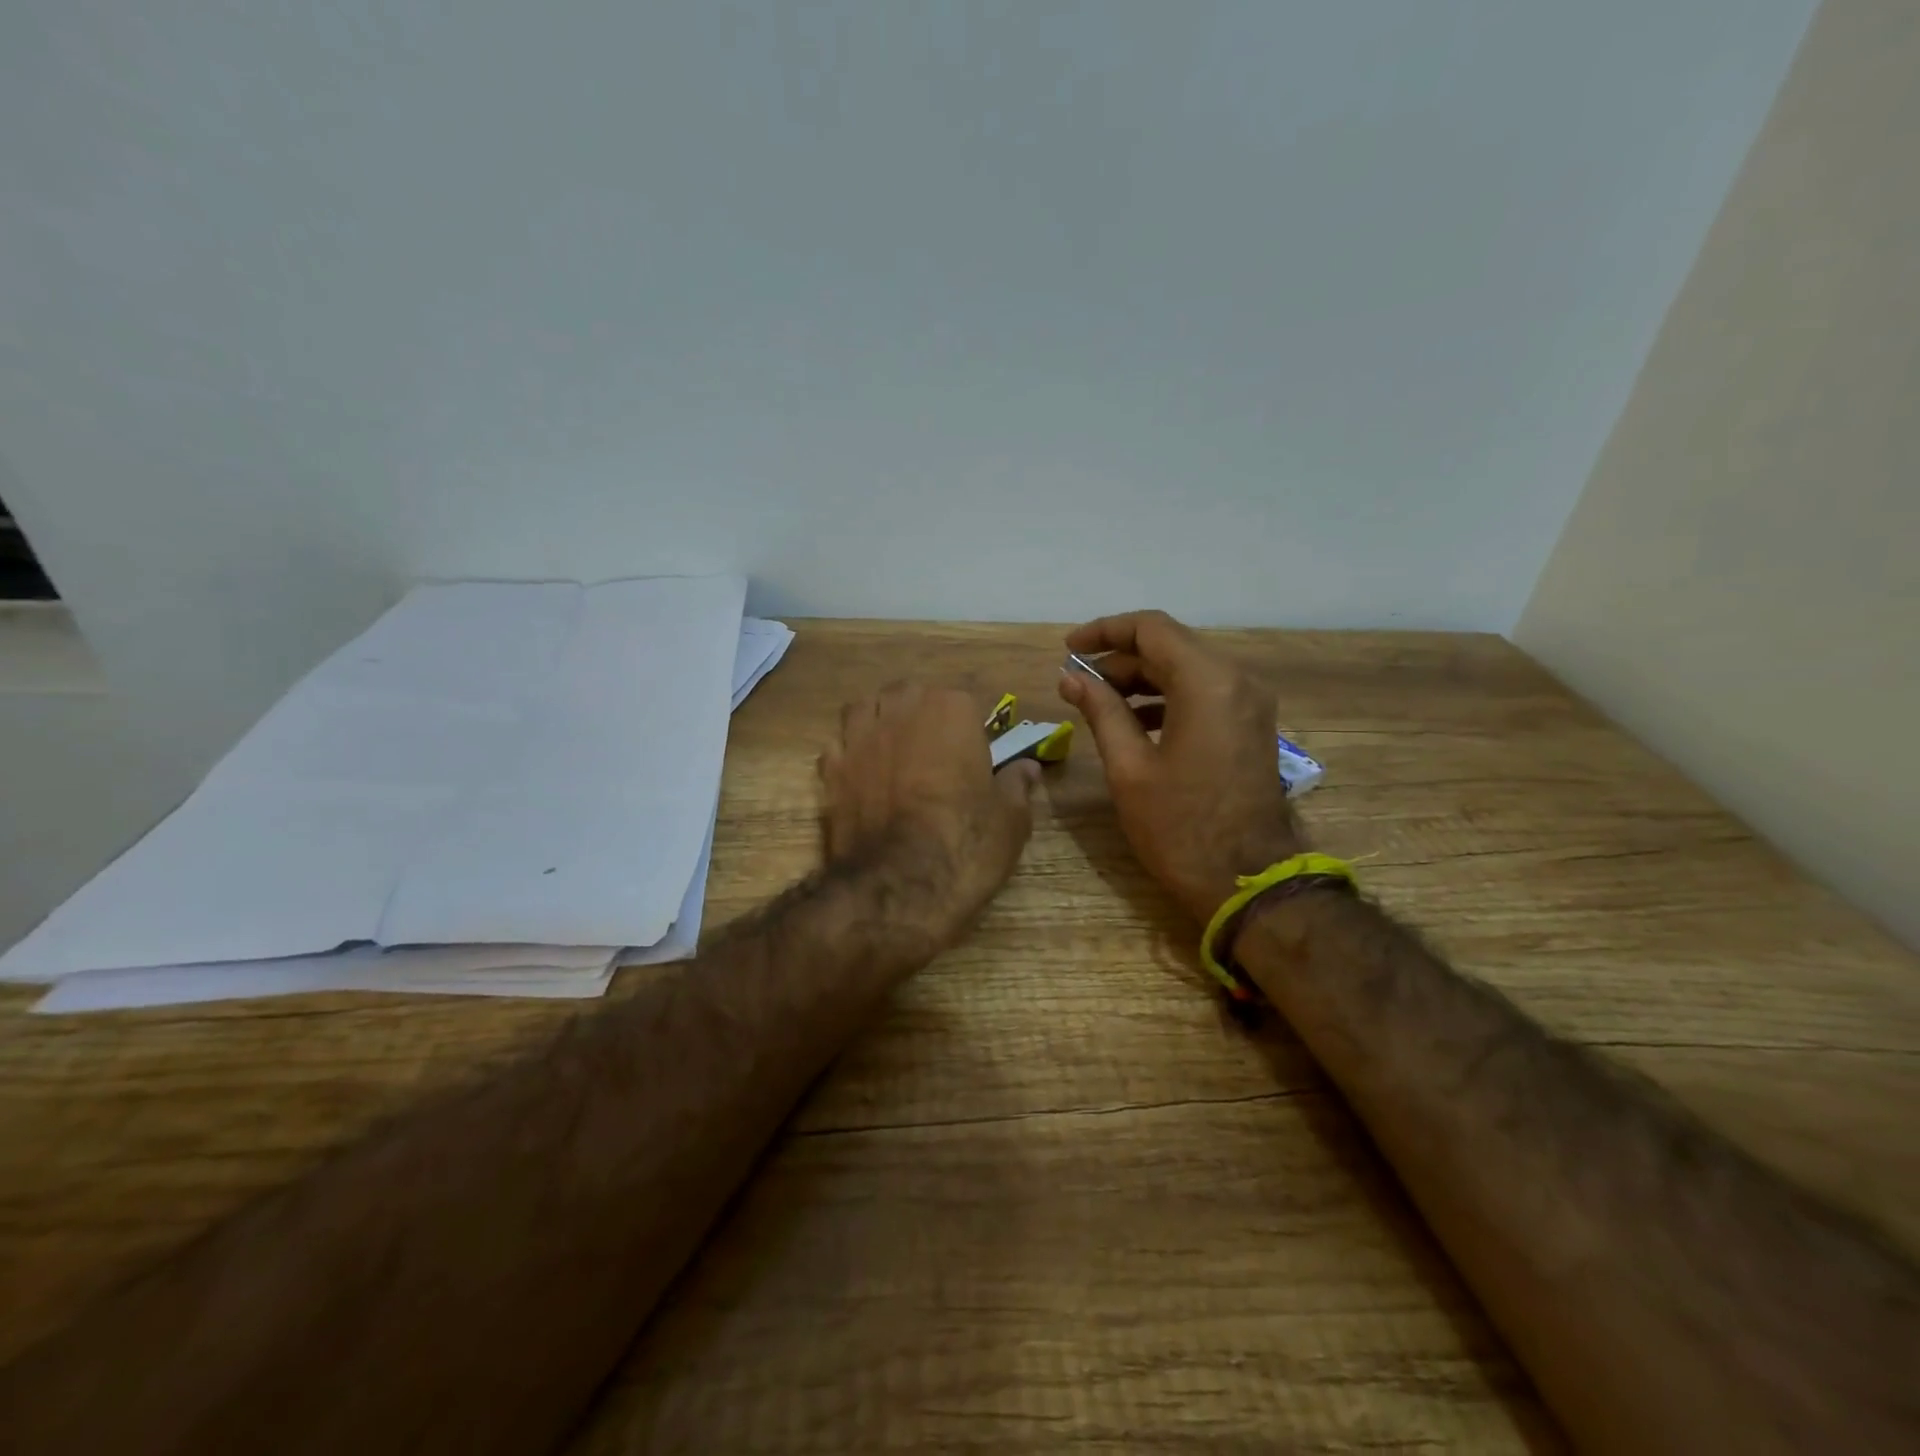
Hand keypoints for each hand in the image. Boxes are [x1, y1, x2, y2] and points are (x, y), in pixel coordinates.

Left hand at [819, 682, 1040, 932]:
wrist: (898, 887)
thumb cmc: (966, 844)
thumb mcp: (1011, 819)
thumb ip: (1017, 785)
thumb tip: (1026, 767)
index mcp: (951, 710)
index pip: (963, 701)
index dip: (968, 729)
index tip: (974, 757)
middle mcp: (901, 711)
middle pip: (908, 695)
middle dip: (919, 714)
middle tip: (934, 752)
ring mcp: (859, 737)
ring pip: (865, 710)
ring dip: (878, 722)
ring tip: (892, 751)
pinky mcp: (829, 769)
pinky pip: (839, 747)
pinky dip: (849, 756)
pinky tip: (861, 778)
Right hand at [1058, 610, 1302, 923]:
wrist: (1248, 882)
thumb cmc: (1180, 827)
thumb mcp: (1129, 768)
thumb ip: (1100, 711)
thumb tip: (1071, 677)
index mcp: (1207, 683)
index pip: (1151, 629)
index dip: (1104, 631)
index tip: (1068, 649)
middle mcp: (1236, 681)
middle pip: (1170, 647)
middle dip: (1119, 659)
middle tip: (1077, 684)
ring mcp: (1249, 704)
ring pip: (1186, 670)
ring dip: (1141, 679)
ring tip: (1098, 702)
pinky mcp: (1250, 726)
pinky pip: (1203, 694)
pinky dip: (1166, 698)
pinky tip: (1133, 723)